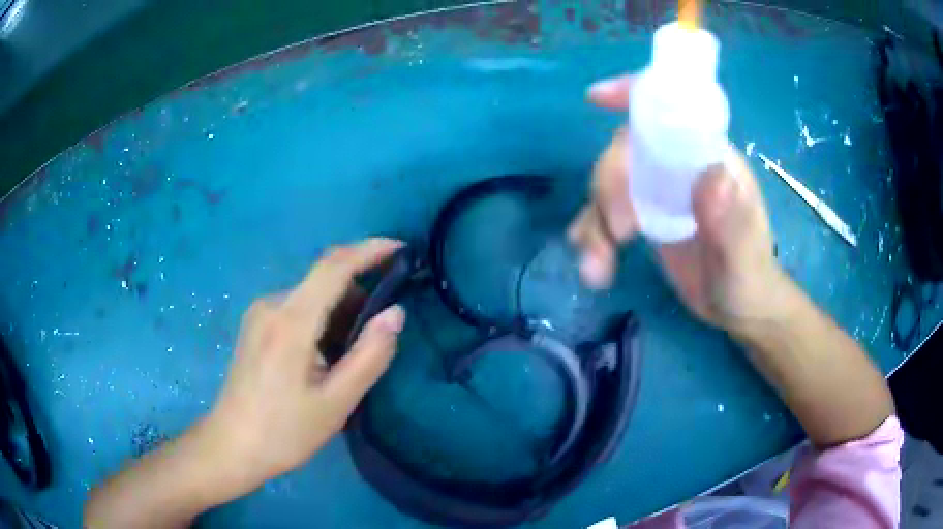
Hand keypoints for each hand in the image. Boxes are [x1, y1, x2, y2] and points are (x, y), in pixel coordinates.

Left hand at [204, 238, 405, 491]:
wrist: (232, 446)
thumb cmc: (285, 431)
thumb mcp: (336, 402)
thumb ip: (369, 355)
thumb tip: (396, 313)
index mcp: (291, 321)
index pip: (334, 266)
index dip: (371, 250)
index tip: (402, 249)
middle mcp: (272, 304)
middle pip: (323, 279)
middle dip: (360, 293)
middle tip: (382, 331)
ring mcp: (260, 314)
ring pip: (311, 295)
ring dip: (340, 311)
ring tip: (354, 354)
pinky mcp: (256, 326)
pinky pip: (297, 308)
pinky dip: (321, 320)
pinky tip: (327, 356)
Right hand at [569, 75, 785, 332]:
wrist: (737, 308)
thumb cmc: (748, 279)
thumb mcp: (744, 258)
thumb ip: (732, 222)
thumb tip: (711, 176)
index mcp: (709, 158)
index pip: (672, 111)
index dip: (635, 95)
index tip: (596, 98)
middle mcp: (680, 166)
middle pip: (627, 150)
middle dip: (609, 185)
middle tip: (617, 233)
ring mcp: (658, 191)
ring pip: (608, 184)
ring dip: (594, 222)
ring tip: (597, 266)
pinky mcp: (642, 216)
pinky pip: (604, 215)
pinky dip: (592, 236)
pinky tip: (596, 268)